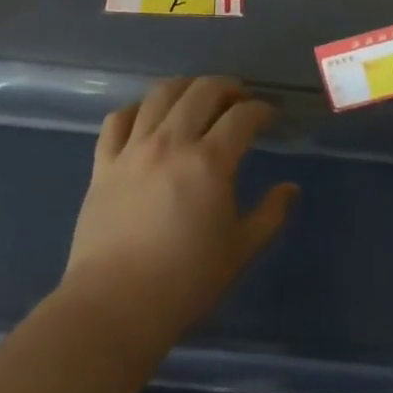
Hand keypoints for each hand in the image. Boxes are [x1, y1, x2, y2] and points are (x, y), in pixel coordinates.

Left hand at [65, 76, 297, 348]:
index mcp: (209, 163)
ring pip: (159, 95)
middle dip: (227, 87)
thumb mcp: (241, 250)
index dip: (261, 109)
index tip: (270, 117)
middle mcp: (171, 144)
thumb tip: (290, 188)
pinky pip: (117, 120)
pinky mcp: (102, 164)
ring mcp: (132, 150)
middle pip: (201, 91)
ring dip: (185, 87)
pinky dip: (137, 109)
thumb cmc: (186, 281)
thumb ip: (270, 214)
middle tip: (239, 99)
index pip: (242, 116)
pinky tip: (148, 117)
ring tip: (197, 97)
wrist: (115, 305)